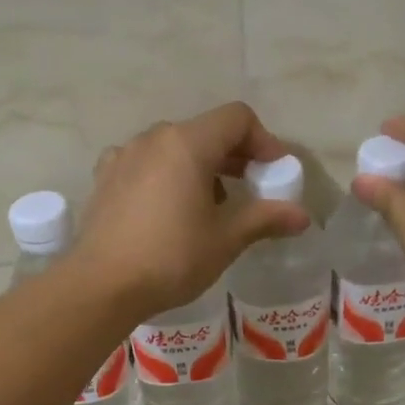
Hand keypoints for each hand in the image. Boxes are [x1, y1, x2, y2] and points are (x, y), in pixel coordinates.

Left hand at [72, 103, 310, 318]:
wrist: (101, 286)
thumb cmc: (171, 258)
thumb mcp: (226, 239)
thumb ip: (265, 219)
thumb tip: (303, 216)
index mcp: (187, 144)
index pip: (237, 119)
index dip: (264, 141)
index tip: (274, 174)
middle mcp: (154, 138)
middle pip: (205, 131)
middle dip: (234, 156)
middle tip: (251, 190)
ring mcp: (124, 155)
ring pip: (174, 147)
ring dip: (201, 167)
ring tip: (211, 205)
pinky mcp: (105, 178)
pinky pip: (146, 164)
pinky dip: (167, 176)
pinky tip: (168, 209)